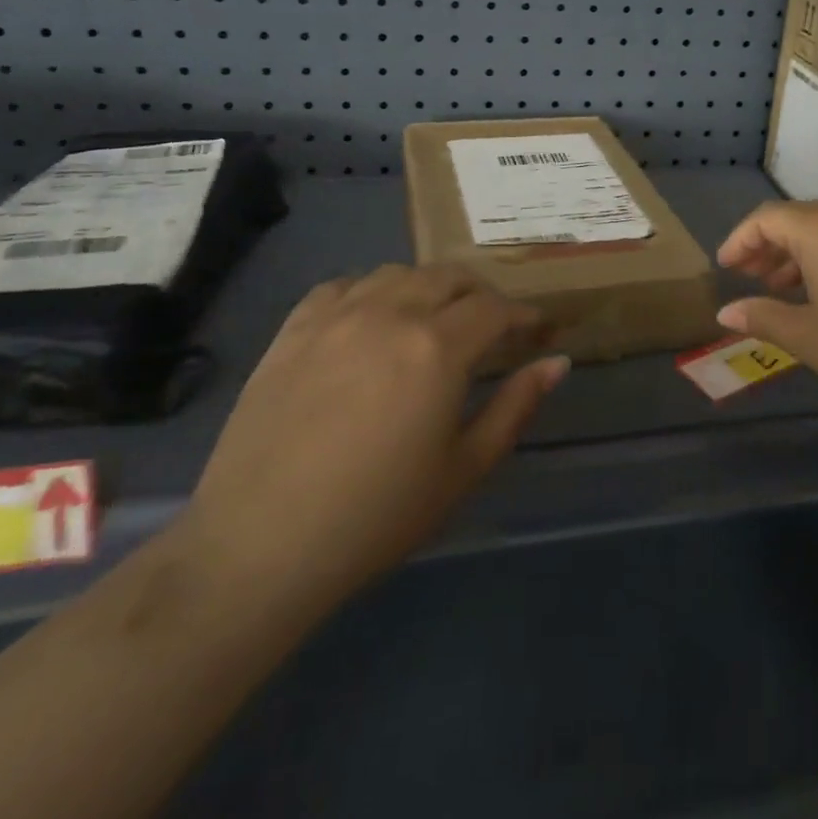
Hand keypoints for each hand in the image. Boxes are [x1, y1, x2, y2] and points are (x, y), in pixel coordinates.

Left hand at [182, 264, 566, 620]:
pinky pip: (342, 285)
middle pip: (449, 277)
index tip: (536, 329)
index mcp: (438, 348)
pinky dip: (369, 291)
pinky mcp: (293, 329)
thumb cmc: (377, 515)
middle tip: (491, 325)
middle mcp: (391, 314)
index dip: (523, 314)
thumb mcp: (463, 469)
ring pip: (397, 273)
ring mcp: (336, 316)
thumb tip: (558, 362)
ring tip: (432, 319)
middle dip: (481, 294)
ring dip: (427, 287)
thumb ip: (515, 407)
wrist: (259, 546)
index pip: (495, 308)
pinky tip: (370, 319)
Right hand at [714, 202, 817, 424]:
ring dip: (798, 251)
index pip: (768, 218)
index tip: (725, 268)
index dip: (740, 239)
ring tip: (783, 287)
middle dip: (767, 244)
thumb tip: (725, 313)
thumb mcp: (808, 338)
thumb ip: (762, 318)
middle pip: (797, 218)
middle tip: (749, 277)